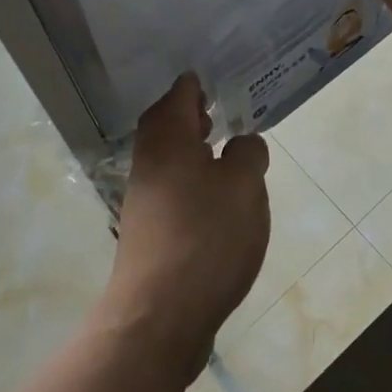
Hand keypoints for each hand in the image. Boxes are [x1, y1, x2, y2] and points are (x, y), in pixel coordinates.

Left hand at [103, 74, 269, 382]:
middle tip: (222, 111)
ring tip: (225, 153)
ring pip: (169, 157)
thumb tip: (242, 143)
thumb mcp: (243, 186)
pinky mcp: (149, 230)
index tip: (224, 77)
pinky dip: (192, 180)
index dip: (201, 82)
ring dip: (193, 149)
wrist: (159, 315)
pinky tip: (216, 200)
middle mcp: (149, 159)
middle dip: (193, 114)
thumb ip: (247, 153)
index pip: (181, 92)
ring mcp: (144, 196)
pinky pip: (172, 187)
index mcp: (168, 136)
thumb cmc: (205, 237)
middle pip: (168, 123)